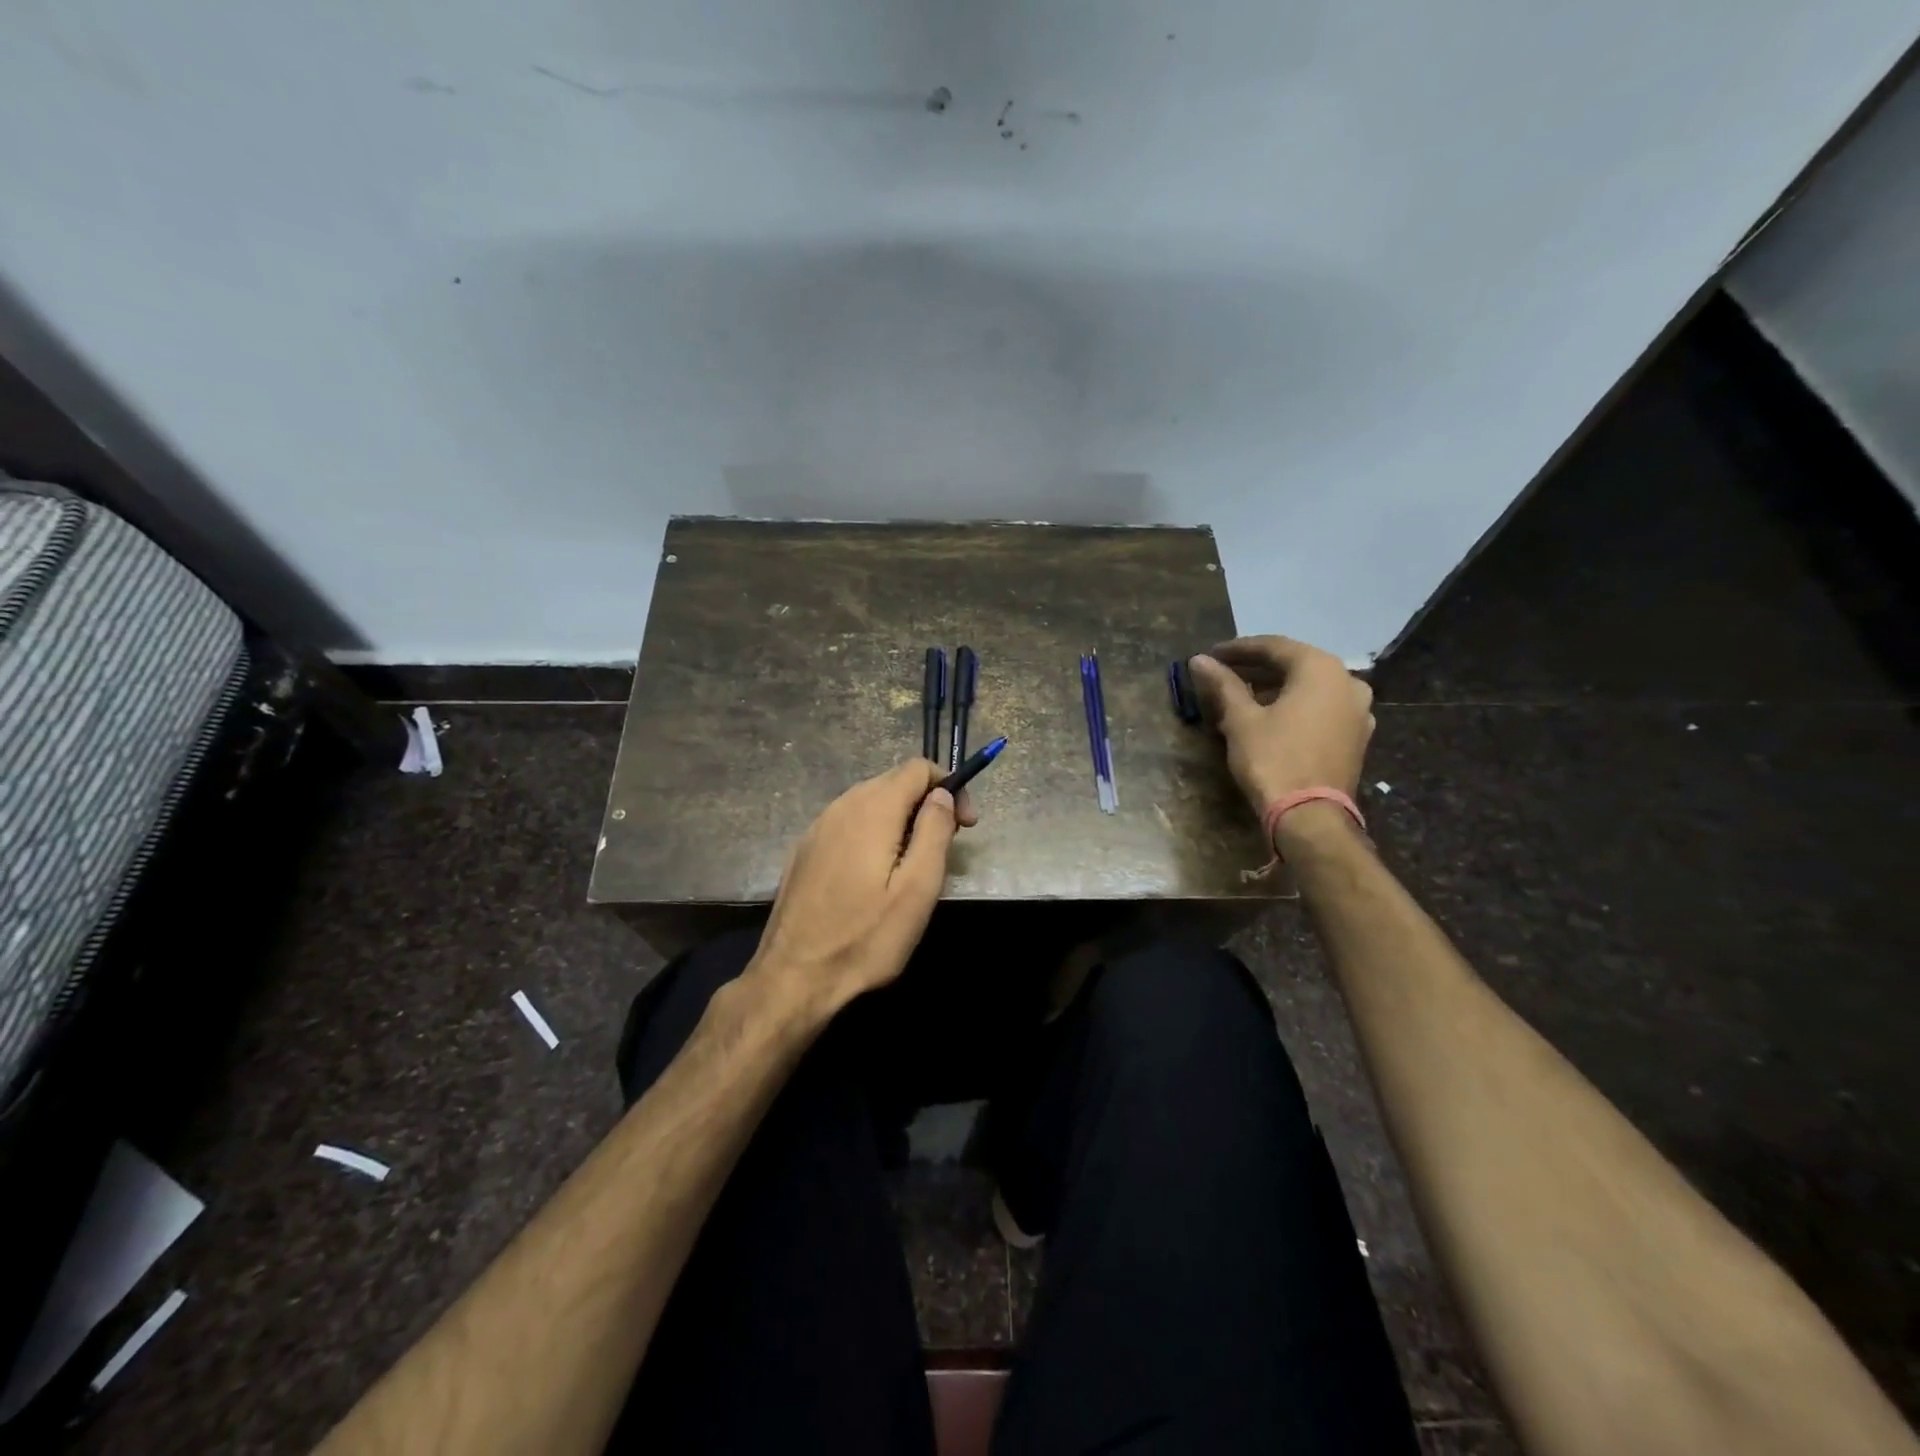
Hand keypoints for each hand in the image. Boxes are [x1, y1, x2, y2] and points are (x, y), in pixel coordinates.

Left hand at [748, 759, 977, 1015]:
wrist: (793, 978)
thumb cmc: (865, 938)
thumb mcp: (917, 889)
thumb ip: (934, 831)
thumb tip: (941, 795)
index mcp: (872, 809)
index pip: (917, 768)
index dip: (949, 787)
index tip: (965, 825)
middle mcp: (841, 806)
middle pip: (893, 782)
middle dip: (927, 803)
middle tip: (946, 846)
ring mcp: (817, 828)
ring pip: (869, 803)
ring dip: (901, 819)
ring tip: (914, 864)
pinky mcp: (804, 851)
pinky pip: (848, 824)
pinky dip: (873, 833)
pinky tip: (876, 875)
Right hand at [1187, 636, 1374, 817]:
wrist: (1310, 816)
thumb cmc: (1273, 759)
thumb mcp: (1241, 719)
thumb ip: (1223, 684)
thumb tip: (1199, 660)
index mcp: (1321, 669)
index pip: (1274, 647)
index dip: (1239, 649)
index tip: (1211, 655)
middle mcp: (1348, 682)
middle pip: (1295, 665)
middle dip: (1257, 669)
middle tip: (1224, 674)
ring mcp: (1358, 711)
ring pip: (1309, 688)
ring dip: (1276, 689)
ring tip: (1242, 698)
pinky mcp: (1356, 737)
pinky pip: (1320, 709)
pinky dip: (1294, 707)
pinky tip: (1270, 718)